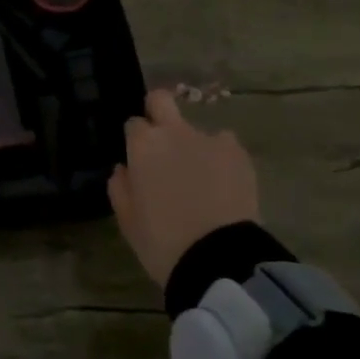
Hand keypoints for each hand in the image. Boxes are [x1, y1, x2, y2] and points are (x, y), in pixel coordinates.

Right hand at [109, 88, 260, 285]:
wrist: (218, 259)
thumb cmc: (162, 240)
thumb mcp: (128, 220)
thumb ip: (120, 187)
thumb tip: (124, 169)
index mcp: (143, 146)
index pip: (133, 123)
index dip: (135, 140)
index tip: (138, 160)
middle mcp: (173, 132)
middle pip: (161, 99)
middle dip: (158, 111)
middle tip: (163, 142)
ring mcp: (209, 139)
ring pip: (196, 129)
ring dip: (193, 145)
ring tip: (201, 178)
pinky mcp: (238, 153)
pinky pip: (225, 146)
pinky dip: (222, 158)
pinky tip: (224, 183)